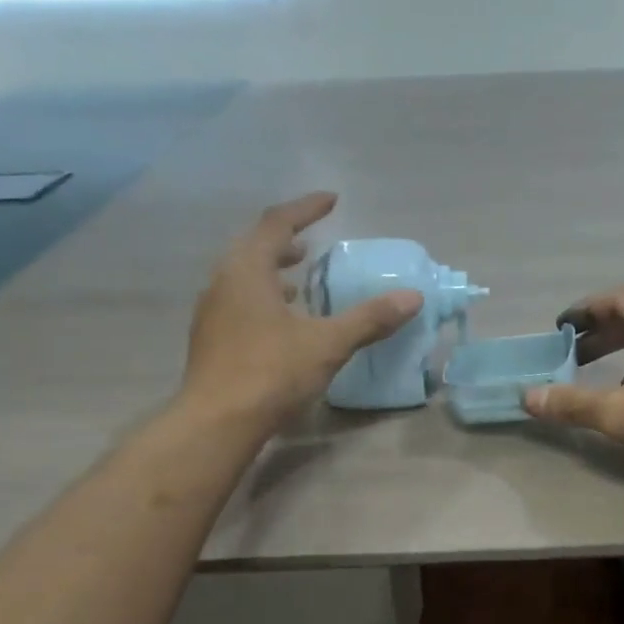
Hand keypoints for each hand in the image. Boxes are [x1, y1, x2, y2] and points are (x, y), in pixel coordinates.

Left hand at [177, 193, 422, 430]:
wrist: (217, 422)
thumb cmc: (271, 373)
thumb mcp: (328, 344)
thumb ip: (369, 319)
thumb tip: (412, 297)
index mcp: (248, 269)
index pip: (277, 223)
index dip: (306, 209)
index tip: (332, 200)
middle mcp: (223, 281)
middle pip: (254, 245)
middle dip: (285, 239)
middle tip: (312, 240)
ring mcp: (212, 310)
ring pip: (243, 275)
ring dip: (272, 269)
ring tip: (299, 279)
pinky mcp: (211, 338)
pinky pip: (239, 301)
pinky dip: (263, 297)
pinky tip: (282, 321)